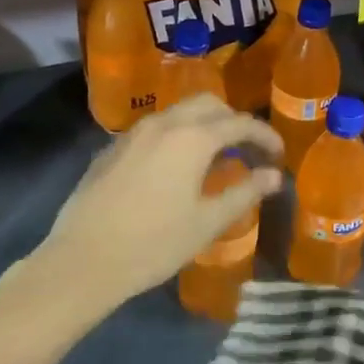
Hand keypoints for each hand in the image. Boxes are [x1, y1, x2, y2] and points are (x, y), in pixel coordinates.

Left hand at [28, 95, 281, 320]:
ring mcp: (133, 133)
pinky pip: (155, 129)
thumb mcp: (207, 222)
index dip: (265, 136)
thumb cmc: (154, 243)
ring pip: (178, 113)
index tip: (278, 154)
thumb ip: (244, 193)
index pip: (239, 123)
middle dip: (233, 120)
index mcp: (192, 138)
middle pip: (208, 104)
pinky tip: (176, 168)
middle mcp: (163, 123)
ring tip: (216, 157)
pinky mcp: (113, 148)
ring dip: (203, 125)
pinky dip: (176, 136)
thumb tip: (273, 176)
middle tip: (248, 150)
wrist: (84, 259)